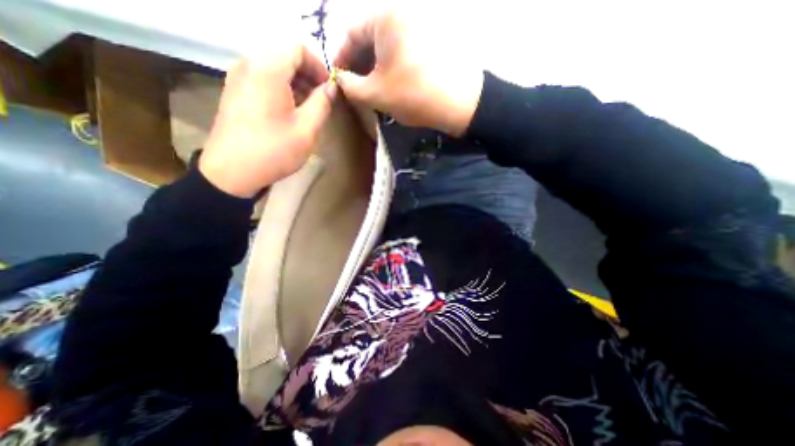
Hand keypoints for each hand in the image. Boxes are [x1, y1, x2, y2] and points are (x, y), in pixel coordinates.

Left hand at [200, 45, 335, 195]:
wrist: (232, 171)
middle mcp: (249, 65)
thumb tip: (331, 88)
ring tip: (309, 109)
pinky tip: (290, 112)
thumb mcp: (307, 129)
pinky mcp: (234, 92)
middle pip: (285, 57)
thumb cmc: (274, 149)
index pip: (298, 49)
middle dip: (308, 76)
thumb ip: (322, 103)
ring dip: (296, 84)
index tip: (329, 89)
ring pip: (274, 69)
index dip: (319, 67)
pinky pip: (263, 80)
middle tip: (322, 101)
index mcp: (268, 69)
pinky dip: (281, 90)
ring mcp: (237, 78)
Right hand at [335, 8, 484, 135]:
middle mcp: (403, 16)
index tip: (338, 79)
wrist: (461, 103)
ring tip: (372, 91)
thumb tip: (341, 80)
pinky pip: (403, 53)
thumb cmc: (414, 95)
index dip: (341, 58)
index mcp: (385, 19)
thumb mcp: (376, 94)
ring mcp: (420, 29)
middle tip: (354, 88)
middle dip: (358, 65)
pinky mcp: (431, 45)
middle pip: (370, 39)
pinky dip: (391, 68)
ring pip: (387, 48)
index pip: (351, 34)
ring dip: (375, 69)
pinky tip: (390, 86)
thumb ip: (350, 86)